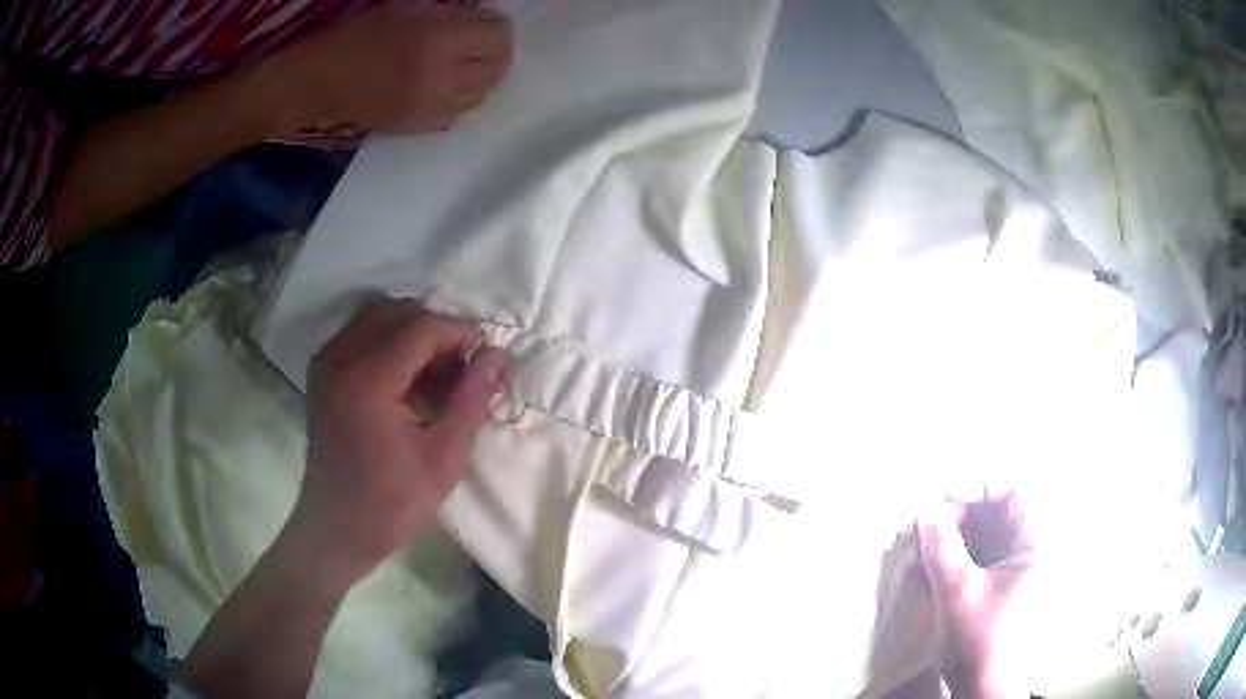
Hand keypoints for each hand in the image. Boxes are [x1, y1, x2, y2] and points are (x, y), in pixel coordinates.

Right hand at [264, 4, 513, 134]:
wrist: (315, 83)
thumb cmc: (354, 34)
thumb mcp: (405, 6)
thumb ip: (448, 10)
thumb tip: (478, 15)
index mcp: (439, 40)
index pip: (499, 37)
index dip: (496, 25)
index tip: (484, 19)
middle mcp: (443, 77)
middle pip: (497, 68)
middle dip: (495, 50)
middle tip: (479, 40)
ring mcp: (431, 108)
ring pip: (482, 95)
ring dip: (481, 76)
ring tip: (463, 62)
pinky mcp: (417, 128)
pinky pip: (457, 114)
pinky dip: (461, 98)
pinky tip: (444, 84)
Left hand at [289, 299, 507, 584]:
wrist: (337, 529)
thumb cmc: (392, 504)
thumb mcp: (444, 458)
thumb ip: (471, 400)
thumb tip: (496, 355)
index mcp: (368, 381)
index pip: (422, 327)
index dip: (460, 334)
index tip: (487, 358)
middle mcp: (340, 359)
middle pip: (398, 312)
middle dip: (437, 330)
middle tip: (463, 367)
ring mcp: (326, 363)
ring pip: (378, 316)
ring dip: (413, 333)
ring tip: (438, 373)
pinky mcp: (322, 372)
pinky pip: (361, 333)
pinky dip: (390, 342)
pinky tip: (408, 378)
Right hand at [919, 493, 1033, 698]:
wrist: (984, 694)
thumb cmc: (979, 642)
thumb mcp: (957, 593)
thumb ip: (942, 548)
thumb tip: (926, 511)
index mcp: (1035, 546)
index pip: (1013, 494)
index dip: (978, 490)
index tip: (942, 498)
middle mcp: (1032, 553)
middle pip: (999, 514)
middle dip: (961, 515)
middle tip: (927, 526)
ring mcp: (1017, 574)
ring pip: (987, 538)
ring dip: (956, 539)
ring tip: (924, 549)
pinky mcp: (1001, 592)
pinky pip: (982, 561)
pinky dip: (958, 559)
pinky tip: (932, 570)